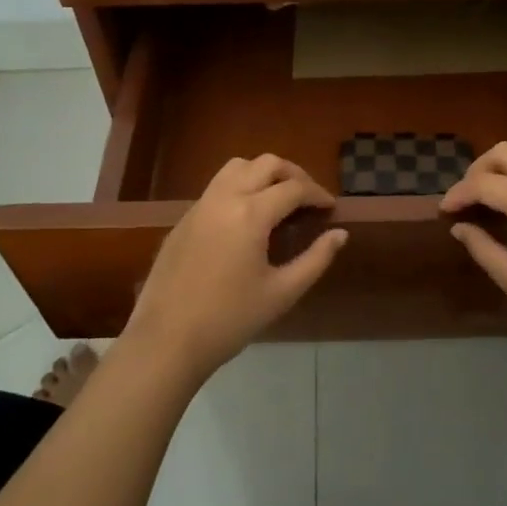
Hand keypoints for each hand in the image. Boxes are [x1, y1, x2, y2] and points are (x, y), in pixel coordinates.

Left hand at [124, 155, 346, 380]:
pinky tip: (247, 219)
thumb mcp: (282, 293)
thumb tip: (340, 234)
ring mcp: (200, 206)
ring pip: (237, 167)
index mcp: (251, 214)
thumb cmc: (230, 320)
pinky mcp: (184, 219)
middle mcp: (224, 198)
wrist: (166, 341)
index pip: (294, 188)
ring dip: (263, 174)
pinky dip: (240, 187)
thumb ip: (316, 259)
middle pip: (266, 164)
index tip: (331, 209)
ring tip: (279, 200)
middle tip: (309, 199)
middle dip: (294, 175)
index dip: (318, 194)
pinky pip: (217, 187)